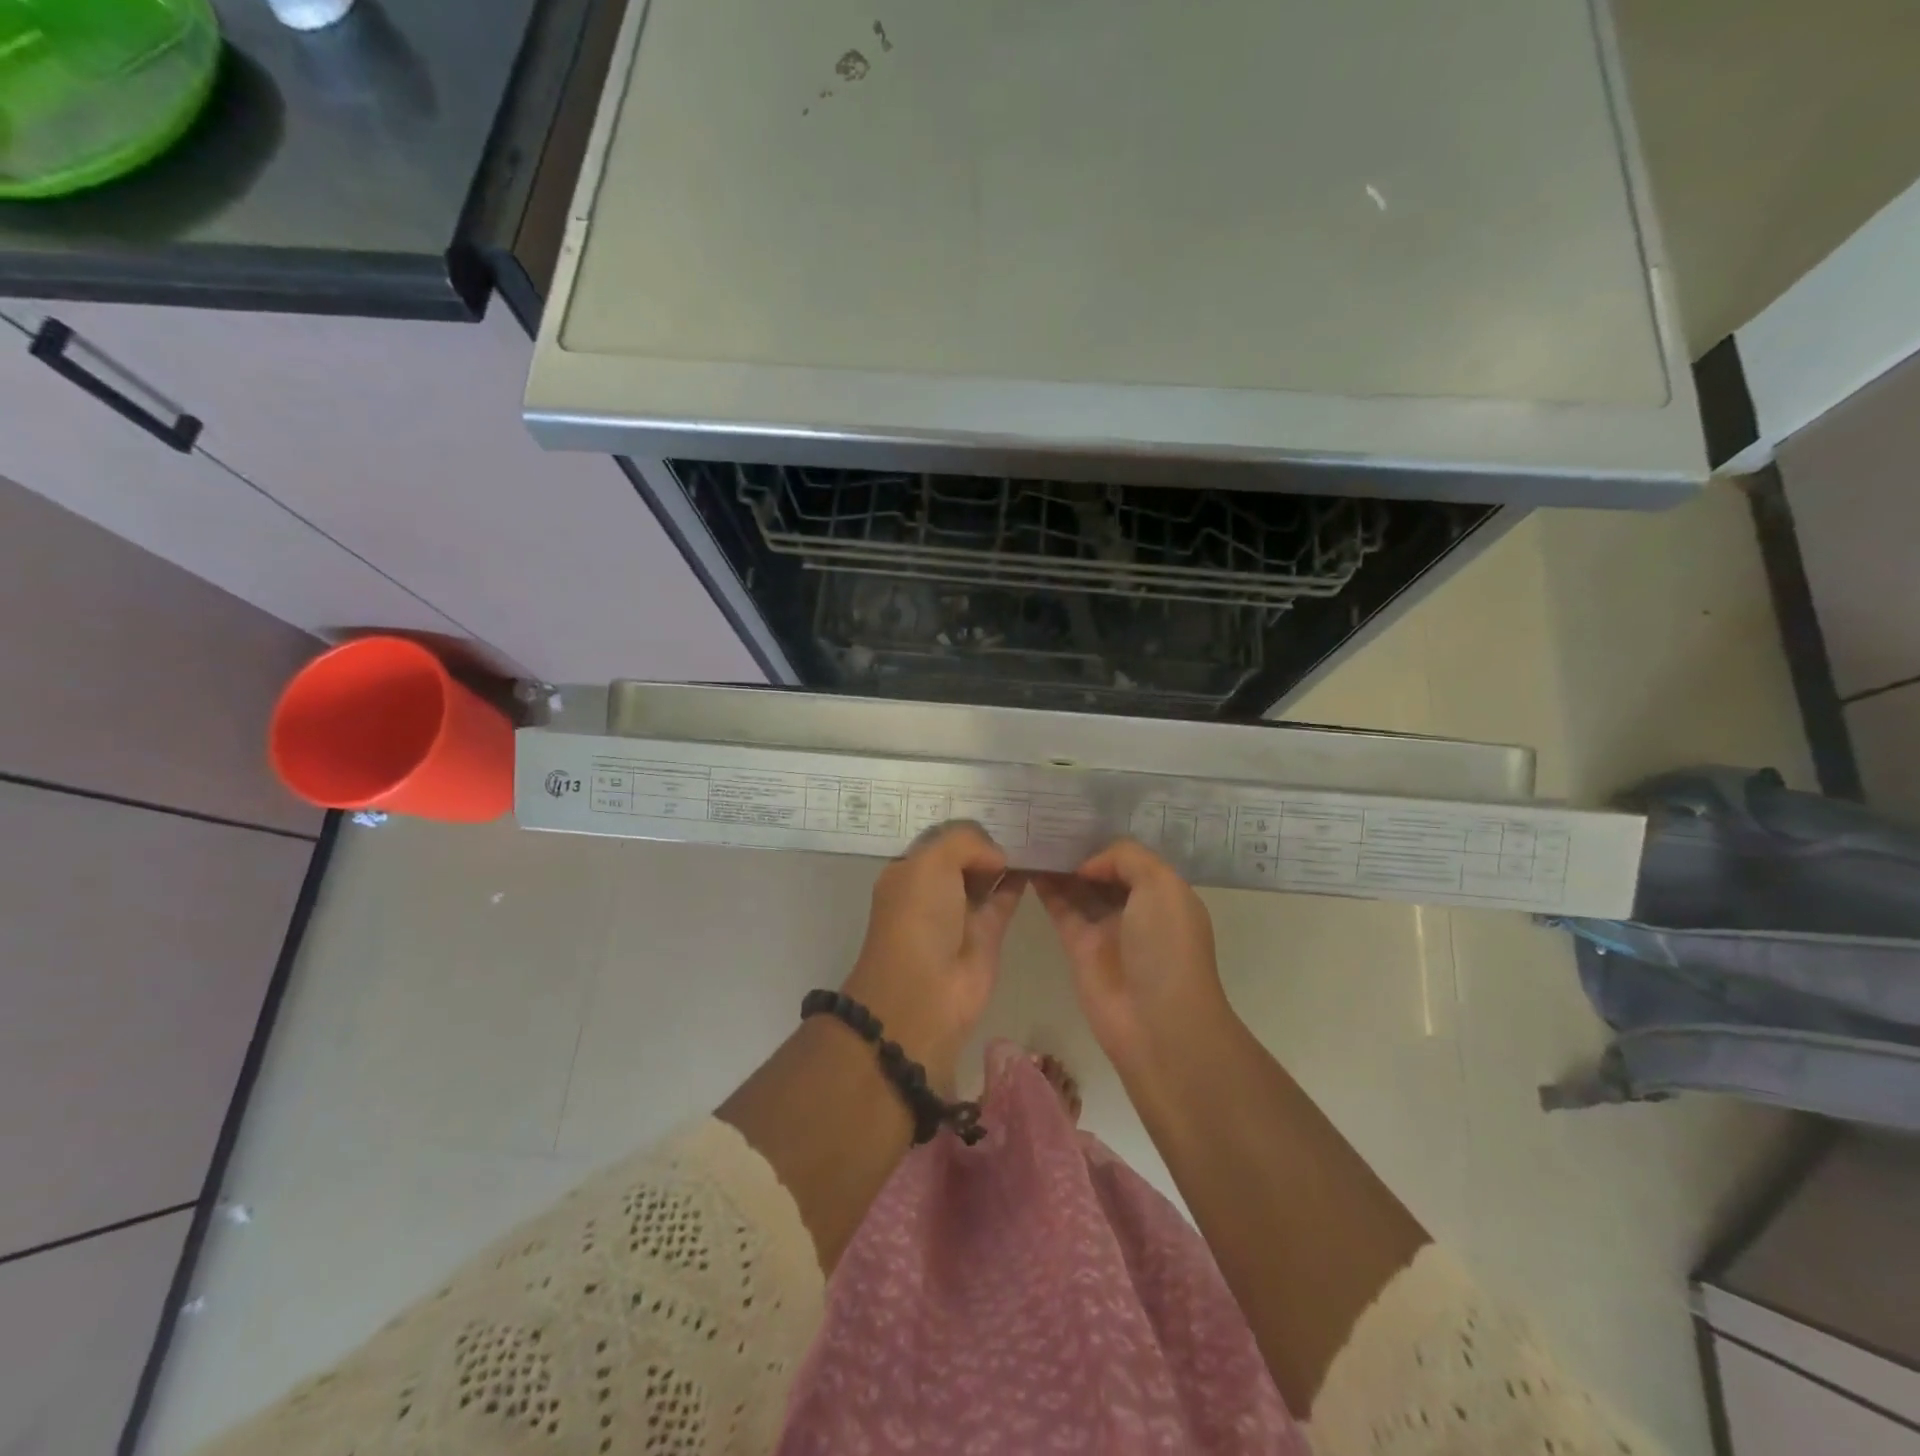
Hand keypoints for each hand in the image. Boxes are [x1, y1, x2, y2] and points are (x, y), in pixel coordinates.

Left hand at [841, 822, 1025, 1091]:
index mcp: (908, 870)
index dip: (963, 826)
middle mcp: (933, 888)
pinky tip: (1039, 860)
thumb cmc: (918, 919)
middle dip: (986, 838)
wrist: (925, 993)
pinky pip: (1006, 896)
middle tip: (1020, 815)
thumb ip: (965, 842)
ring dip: (1005, 857)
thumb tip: (996, 856)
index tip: (994, 808)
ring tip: (1035, 832)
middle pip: (964, 855)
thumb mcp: (929, 863)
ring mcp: (961, 910)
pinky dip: (1020, 880)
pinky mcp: (988, 932)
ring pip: (986, 874)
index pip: (939, 837)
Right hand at [1035, 838, 1231, 1075]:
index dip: (1106, 840)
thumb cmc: (1167, 947)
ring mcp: (1106, 928)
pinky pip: (1060, 908)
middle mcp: (1135, 908)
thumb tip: (1087, 864)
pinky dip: (1045, 888)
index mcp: (1163, 893)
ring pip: (1078, 888)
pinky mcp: (1078, 947)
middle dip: (1080, 850)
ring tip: (1032, 837)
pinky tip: (1027, 864)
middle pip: (1102, 871)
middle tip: (1046, 822)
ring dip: (1059, 866)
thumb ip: (1125, 858)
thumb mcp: (1161, 886)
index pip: (1130, 858)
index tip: (1077, 820)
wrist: (1157, 1022)